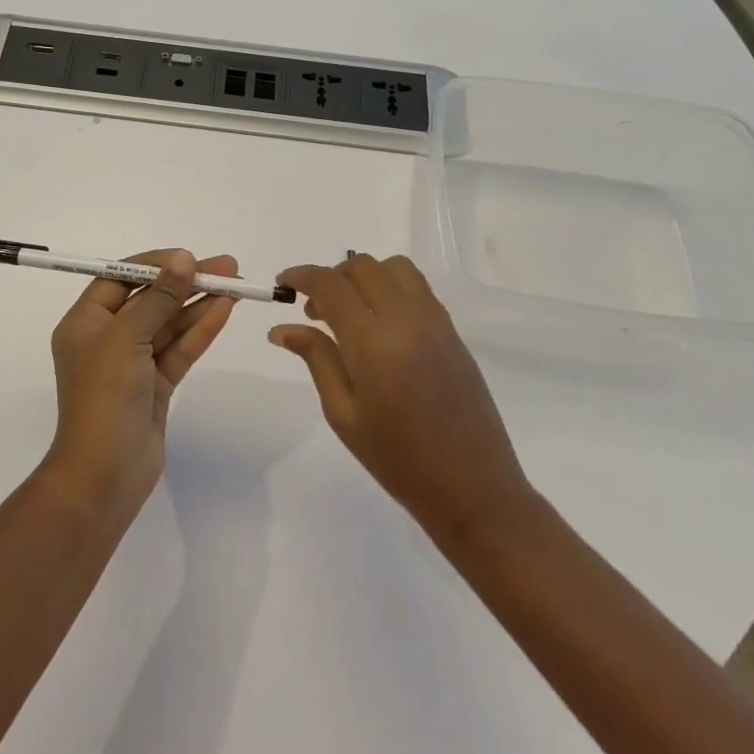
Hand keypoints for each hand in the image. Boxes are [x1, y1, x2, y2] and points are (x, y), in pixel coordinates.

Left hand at [45, 249, 237, 520]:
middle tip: (226, 266)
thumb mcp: (127, 338)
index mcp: (85, 323)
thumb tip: (183, 260)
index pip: (119, 279)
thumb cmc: (104, 396)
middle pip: (150, 299)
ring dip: (199, 303)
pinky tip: (225, 309)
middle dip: (185, 282)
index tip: (188, 257)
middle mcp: (107, 338)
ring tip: (236, 283)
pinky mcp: (155, 385)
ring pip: (170, 324)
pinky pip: (180, 349)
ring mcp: (133, 363)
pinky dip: (201, 330)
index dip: (154, 264)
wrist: (104, 474)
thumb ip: (158, 298)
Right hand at [269, 254, 536, 545]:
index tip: (282, 283)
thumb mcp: (343, 413)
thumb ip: (316, 359)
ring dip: (365, 277)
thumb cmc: (397, 459)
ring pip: (395, 268)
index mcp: (373, 340)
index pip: (330, 285)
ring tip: (351, 313)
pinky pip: (418, 289)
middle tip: (314, 311)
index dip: (301, 276)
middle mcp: (406, 318)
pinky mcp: (453, 332)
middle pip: (363, 266)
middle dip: (331, 277)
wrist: (471, 487)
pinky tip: (381, 326)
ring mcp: (435, 321)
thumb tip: (282, 328)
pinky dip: (391, 288)